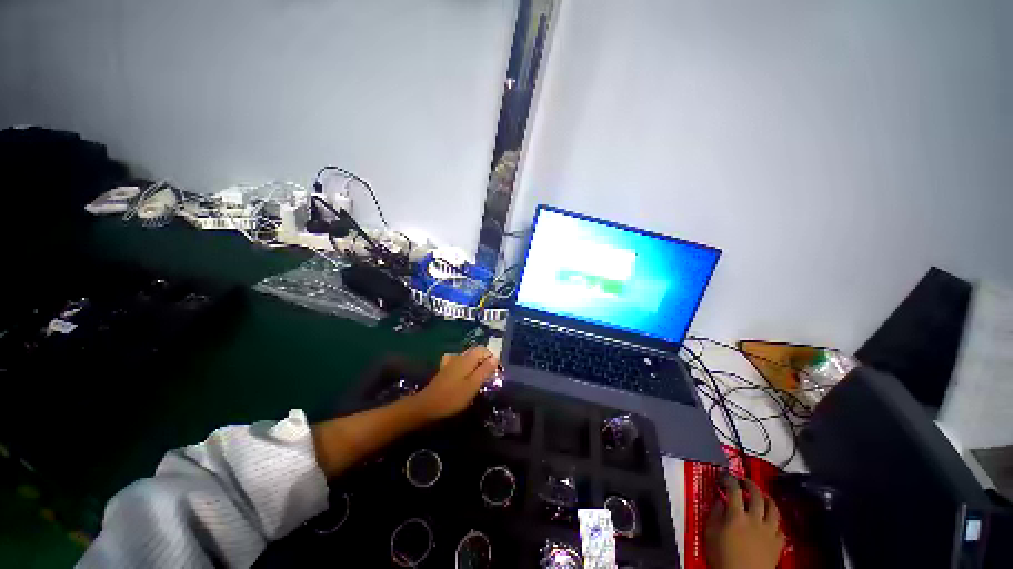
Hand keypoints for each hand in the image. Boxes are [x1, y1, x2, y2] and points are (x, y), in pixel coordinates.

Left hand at [413, 346, 498, 420]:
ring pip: (467, 357)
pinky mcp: (444, 370)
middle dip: (484, 360)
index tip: (495, 371)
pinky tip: (463, 374)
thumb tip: (495, 358)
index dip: (491, 358)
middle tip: (488, 376)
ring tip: (478, 377)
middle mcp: (459, 357)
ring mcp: (450, 363)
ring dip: (475, 364)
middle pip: (475, 352)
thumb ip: (484, 370)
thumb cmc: (452, 397)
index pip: (483, 349)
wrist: (426, 406)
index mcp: (467, 359)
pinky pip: (458, 362)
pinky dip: (464, 366)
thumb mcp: (472, 385)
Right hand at [705, 475, 784, 568]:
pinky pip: (781, 528)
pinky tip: (771, 522)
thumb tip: (719, 501)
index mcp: (737, 516)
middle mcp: (755, 520)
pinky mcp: (778, 544)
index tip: (725, 476)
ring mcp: (769, 532)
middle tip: (744, 481)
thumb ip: (715, 514)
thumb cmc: (722, 557)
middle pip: (756, 495)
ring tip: (762, 495)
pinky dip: (776, 522)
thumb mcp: (711, 533)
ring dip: (767, 499)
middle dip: (750, 484)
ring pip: (773, 509)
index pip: (734, 489)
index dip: (729, 479)